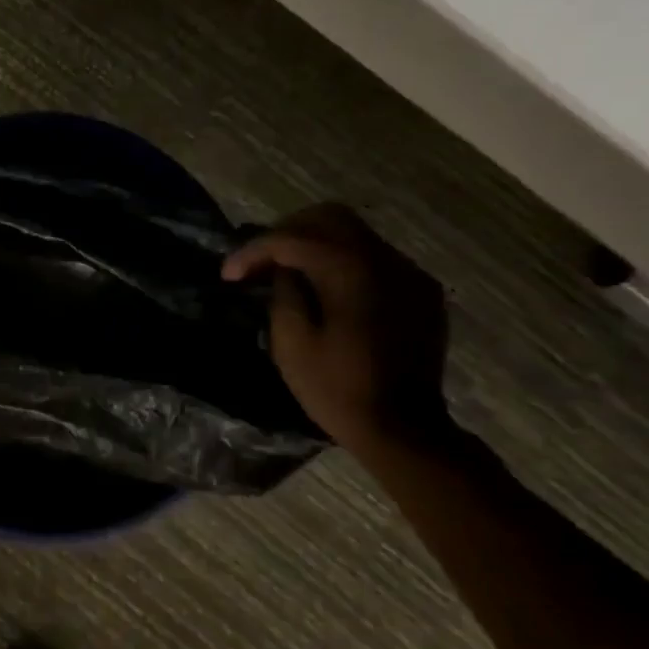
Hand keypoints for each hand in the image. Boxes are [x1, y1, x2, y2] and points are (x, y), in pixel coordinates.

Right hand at [222, 203, 450, 447]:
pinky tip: (327, 289)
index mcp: (349, 269)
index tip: (228, 275)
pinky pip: (375, 258)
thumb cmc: (338, 389)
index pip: (291, 238)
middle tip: (260, 261)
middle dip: (286, 232)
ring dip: (316, 244)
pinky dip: (344, 262)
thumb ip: (283, 290)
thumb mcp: (291, 341)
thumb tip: (284, 270)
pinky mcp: (420, 292)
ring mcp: (408, 274)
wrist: (405, 432)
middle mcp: (384, 259)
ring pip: (355, 233)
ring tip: (288, 273)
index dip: (253, 251)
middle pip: (328, 217)